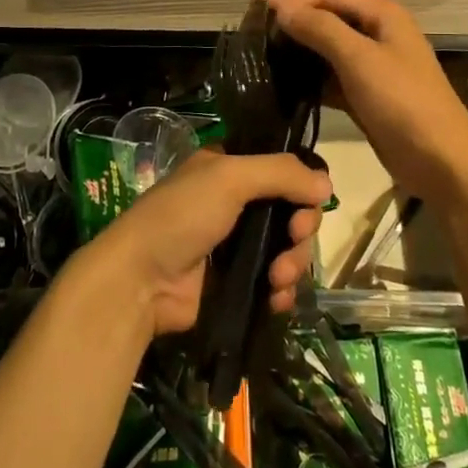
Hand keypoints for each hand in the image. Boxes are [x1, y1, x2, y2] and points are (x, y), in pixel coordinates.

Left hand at [85, 149, 329, 337]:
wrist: (141, 281)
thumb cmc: (181, 216)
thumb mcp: (229, 178)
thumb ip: (281, 173)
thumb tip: (327, 185)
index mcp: (229, 169)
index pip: (282, 170)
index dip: (302, 185)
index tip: (309, 201)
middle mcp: (234, 202)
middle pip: (292, 210)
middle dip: (301, 228)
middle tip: (295, 237)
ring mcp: (236, 245)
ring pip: (288, 248)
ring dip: (293, 262)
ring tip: (277, 278)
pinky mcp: (236, 283)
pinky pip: (275, 282)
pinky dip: (281, 290)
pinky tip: (275, 298)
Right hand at [269, 0, 467, 203]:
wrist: (442, 161)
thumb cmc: (403, 102)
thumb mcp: (360, 59)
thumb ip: (321, 29)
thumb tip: (283, 9)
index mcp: (383, 16)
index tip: (258, 9)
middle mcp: (379, 35)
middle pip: (330, 19)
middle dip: (296, 22)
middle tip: (256, 33)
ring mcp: (374, 67)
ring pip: (330, 50)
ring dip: (301, 50)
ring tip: (263, 56)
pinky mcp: (368, 96)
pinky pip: (333, 78)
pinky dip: (311, 78)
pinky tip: (285, 84)